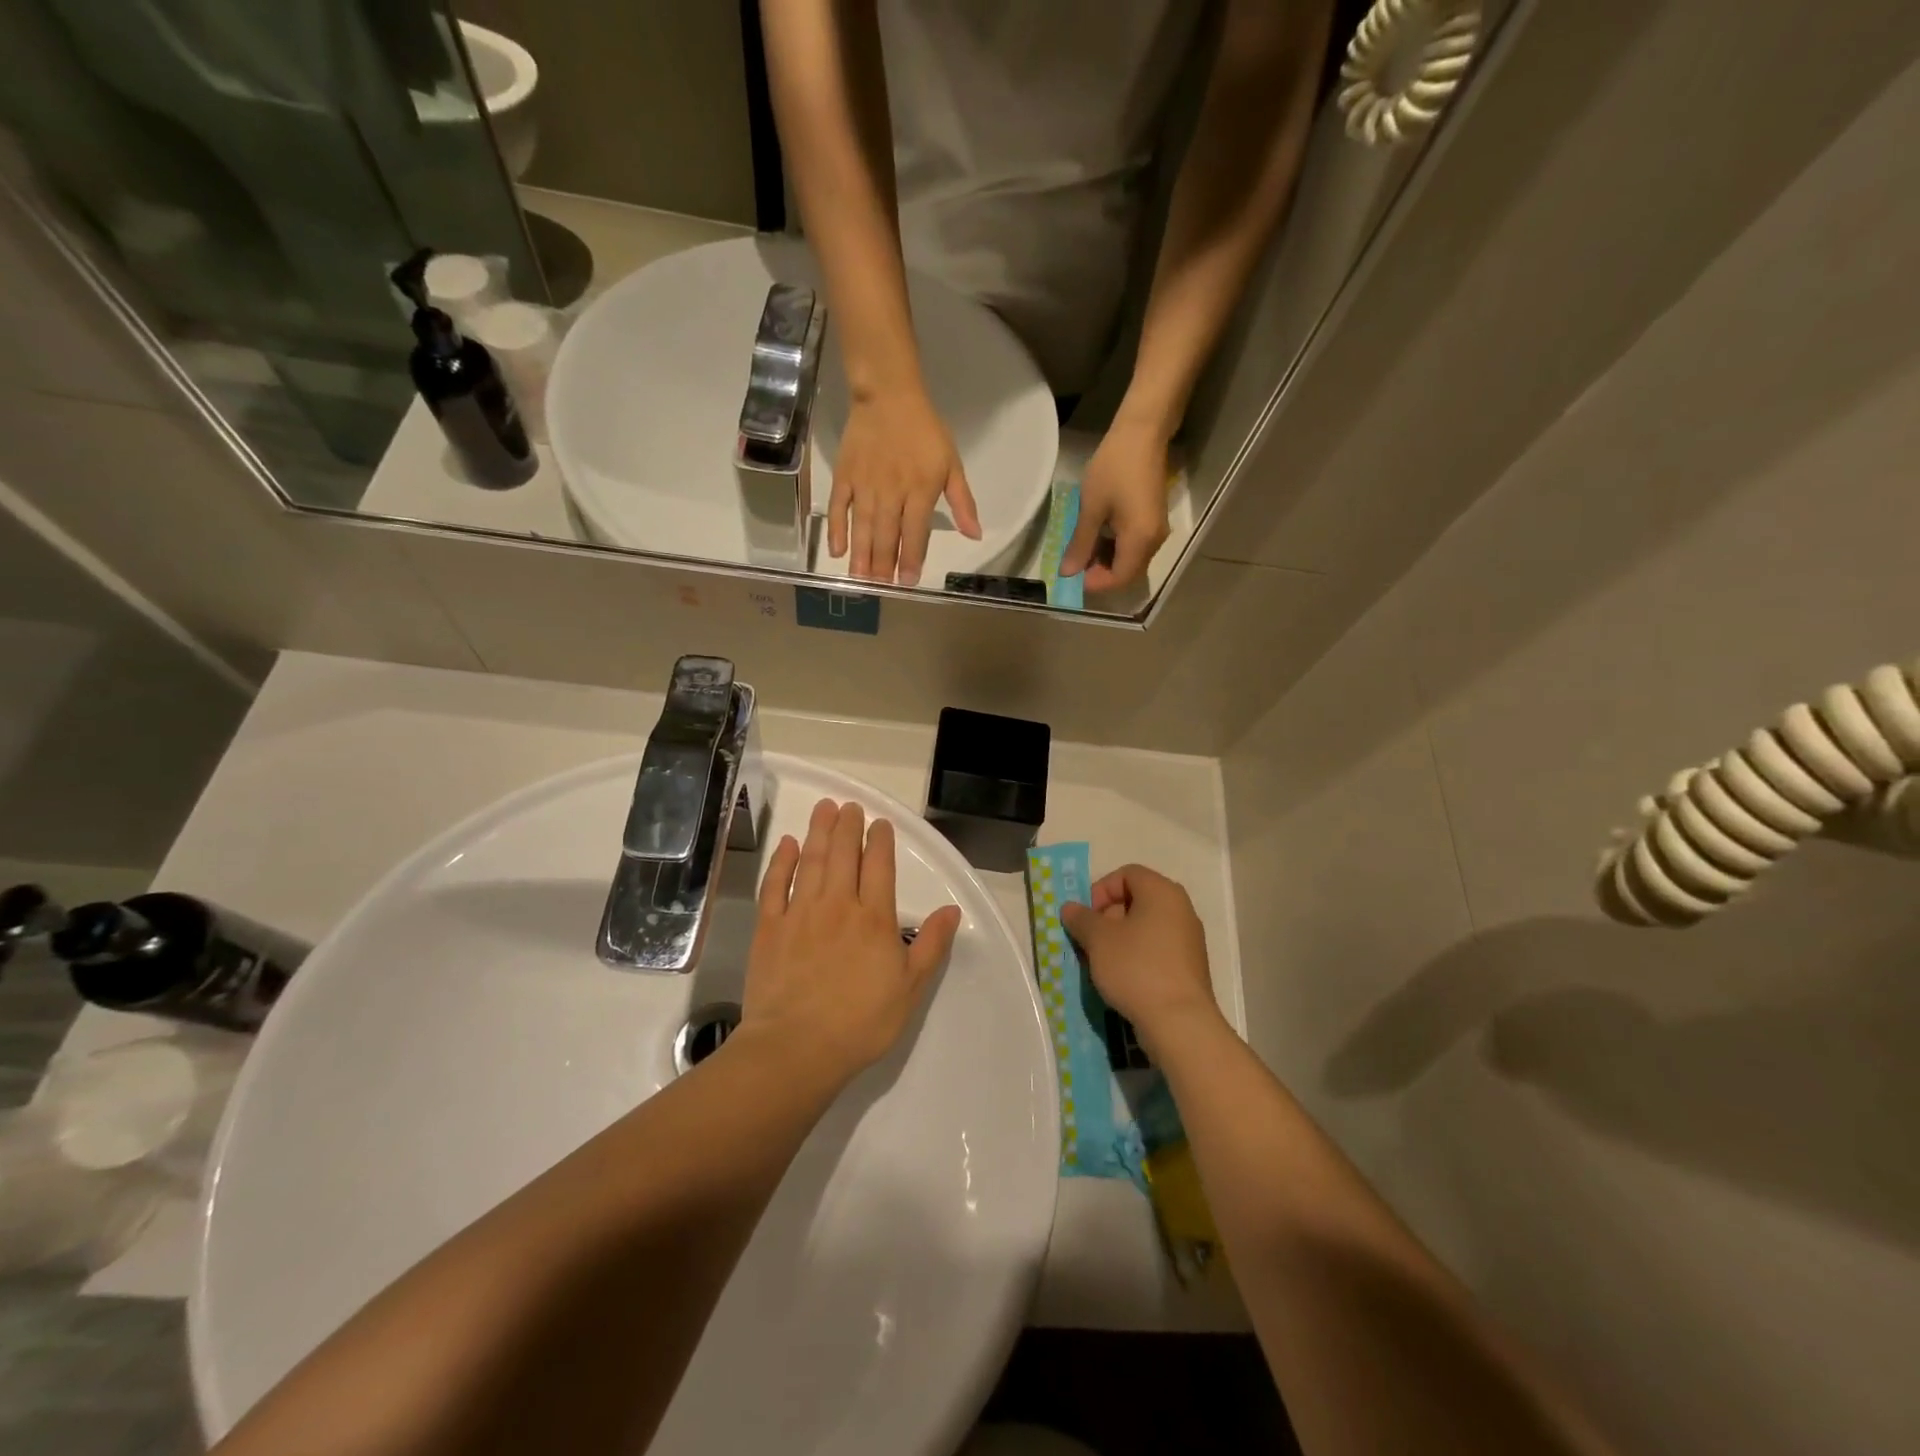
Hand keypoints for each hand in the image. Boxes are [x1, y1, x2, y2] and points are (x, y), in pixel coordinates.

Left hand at [739, 798, 962, 1088]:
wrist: (797, 1048)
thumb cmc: (861, 1022)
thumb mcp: (910, 988)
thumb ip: (931, 945)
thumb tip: (951, 910)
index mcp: (874, 918)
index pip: (879, 866)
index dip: (880, 840)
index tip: (879, 823)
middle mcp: (838, 905)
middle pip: (843, 855)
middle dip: (847, 826)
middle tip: (848, 805)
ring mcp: (800, 913)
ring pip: (811, 861)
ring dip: (818, 832)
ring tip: (823, 809)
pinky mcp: (770, 928)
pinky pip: (775, 885)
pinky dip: (781, 862)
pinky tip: (786, 845)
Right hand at [829, 389, 981, 585]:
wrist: (888, 395)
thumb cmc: (925, 431)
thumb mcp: (952, 464)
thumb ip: (962, 502)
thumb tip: (975, 535)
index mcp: (920, 490)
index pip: (915, 533)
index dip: (911, 559)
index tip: (908, 582)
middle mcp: (891, 492)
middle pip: (886, 535)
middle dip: (883, 565)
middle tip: (880, 587)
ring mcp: (865, 485)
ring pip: (862, 527)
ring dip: (861, 555)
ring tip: (859, 580)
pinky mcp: (845, 476)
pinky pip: (838, 507)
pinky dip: (837, 529)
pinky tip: (837, 551)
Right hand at [1060, 865, 1218, 1056]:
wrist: (1179, 1022)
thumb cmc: (1136, 968)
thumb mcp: (1098, 940)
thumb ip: (1081, 918)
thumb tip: (1070, 908)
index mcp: (1162, 892)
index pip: (1127, 874)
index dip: (1101, 889)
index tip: (1087, 917)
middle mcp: (1180, 909)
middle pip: (1136, 900)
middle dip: (1107, 917)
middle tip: (1089, 941)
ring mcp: (1188, 939)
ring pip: (1145, 927)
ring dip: (1118, 940)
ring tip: (1100, 963)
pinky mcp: (1189, 967)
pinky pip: (1156, 949)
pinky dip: (1136, 956)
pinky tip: (1121, 979)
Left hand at [1061, 418, 1172, 592]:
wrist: (1143, 432)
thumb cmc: (1114, 467)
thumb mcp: (1091, 508)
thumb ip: (1081, 544)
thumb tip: (1068, 573)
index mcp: (1140, 541)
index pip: (1118, 579)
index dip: (1094, 583)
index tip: (1071, 575)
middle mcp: (1154, 542)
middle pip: (1127, 574)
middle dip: (1099, 574)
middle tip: (1073, 563)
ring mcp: (1157, 531)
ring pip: (1131, 561)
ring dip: (1106, 561)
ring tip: (1081, 548)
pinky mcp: (1154, 521)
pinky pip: (1135, 547)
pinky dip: (1115, 549)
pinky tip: (1097, 536)